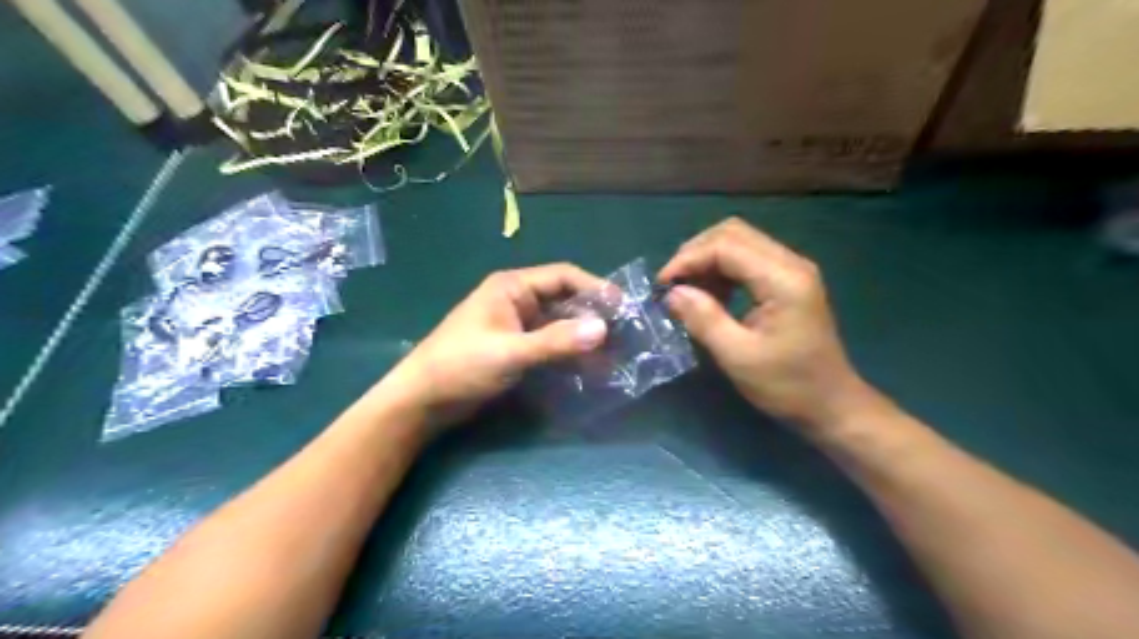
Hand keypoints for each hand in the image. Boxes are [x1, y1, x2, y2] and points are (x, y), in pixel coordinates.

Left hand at [378, 263, 609, 432]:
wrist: (422, 401)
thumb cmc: (461, 366)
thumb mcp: (511, 352)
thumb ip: (556, 341)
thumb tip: (604, 330)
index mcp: (512, 287)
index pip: (563, 276)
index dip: (594, 287)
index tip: (622, 307)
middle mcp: (516, 301)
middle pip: (563, 300)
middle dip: (592, 316)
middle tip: (623, 335)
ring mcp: (516, 326)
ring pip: (559, 324)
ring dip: (582, 337)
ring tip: (612, 355)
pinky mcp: (515, 348)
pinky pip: (549, 344)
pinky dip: (568, 352)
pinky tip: (587, 367)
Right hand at [659, 217, 874, 430]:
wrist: (831, 404)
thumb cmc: (787, 385)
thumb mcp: (738, 357)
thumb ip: (704, 319)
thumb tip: (672, 293)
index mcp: (783, 279)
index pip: (726, 246)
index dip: (688, 259)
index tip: (662, 286)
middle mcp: (790, 263)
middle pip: (732, 233)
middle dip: (695, 253)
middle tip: (672, 285)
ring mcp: (791, 269)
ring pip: (738, 242)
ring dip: (707, 260)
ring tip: (688, 292)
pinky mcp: (787, 280)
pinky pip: (747, 259)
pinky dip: (721, 270)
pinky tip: (711, 296)